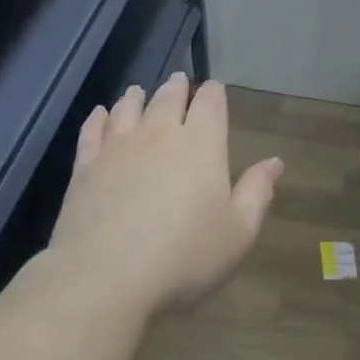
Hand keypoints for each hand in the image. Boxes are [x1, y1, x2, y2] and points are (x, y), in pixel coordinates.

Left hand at [50, 74, 282, 315]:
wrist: (106, 277)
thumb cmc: (185, 257)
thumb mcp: (238, 233)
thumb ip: (256, 193)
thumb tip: (274, 162)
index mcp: (202, 145)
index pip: (210, 104)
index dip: (213, 93)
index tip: (214, 89)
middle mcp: (159, 134)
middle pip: (168, 98)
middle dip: (177, 88)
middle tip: (179, 81)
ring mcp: (118, 147)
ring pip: (128, 108)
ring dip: (137, 97)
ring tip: (139, 91)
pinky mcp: (85, 166)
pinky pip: (93, 131)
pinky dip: (98, 118)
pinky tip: (100, 114)